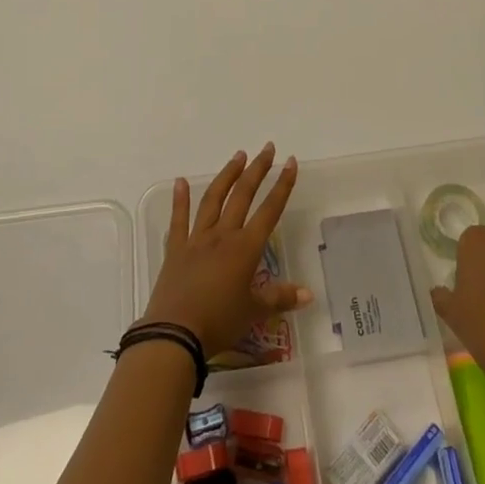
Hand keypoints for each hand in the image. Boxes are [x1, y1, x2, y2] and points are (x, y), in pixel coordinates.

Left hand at [142, 144, 311, 355]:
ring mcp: (197, 239)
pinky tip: (180, 181)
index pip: (269, 210)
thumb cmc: (219, 323)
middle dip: (257, 170)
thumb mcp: (254, 312)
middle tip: (267, 149)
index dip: (282, 186)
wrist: (175, 334)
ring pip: (214, 199)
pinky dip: (180, 199)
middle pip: (243, 195)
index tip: (290, 162)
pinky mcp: (176, 249)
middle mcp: (223, 235)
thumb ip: (280, 298)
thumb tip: (309, 293)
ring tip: (238, 156)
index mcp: (245, 248)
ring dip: (227, 175)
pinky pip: (179, 219)